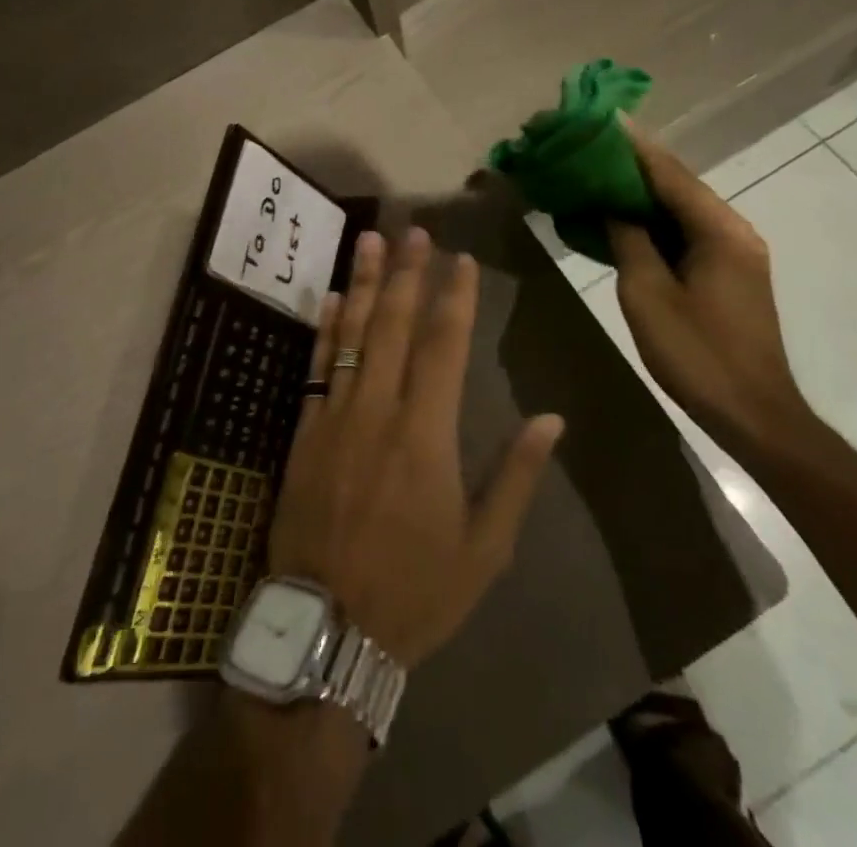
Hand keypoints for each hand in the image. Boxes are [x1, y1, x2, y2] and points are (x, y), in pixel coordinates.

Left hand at [268, 228, 565, 667]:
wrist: (328, 627)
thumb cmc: (415, 590)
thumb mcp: (483, 548)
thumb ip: (515, 476)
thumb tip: (552, 419)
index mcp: (427, 434)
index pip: (445, 346)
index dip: (455, 298)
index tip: (462, 260)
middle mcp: (379, 410)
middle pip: (395, 326)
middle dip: (409, 273)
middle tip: (415, 229)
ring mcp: (336, 416)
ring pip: (352, 335)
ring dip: (365, 283)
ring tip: (371, 240)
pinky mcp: (304, 431)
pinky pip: (317, 367)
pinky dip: (325, 329)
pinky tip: (332, 298)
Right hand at [606, 124, 813, 460]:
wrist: (753, 415)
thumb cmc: (697, 354)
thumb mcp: (647, 293)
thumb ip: (628, 240)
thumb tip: (611, 205)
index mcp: (719, 230)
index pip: (669, 173)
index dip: (632, 146)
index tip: (600, 118)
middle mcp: (733, 231)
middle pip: (677, 185)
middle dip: (633, 164)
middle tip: (589, 146)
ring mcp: (734, 252)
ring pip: (679, 208)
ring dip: (640, 192)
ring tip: (596, 174)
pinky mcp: (727, 273)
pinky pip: (684, 232)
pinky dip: (651, 221)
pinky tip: (620, 217)